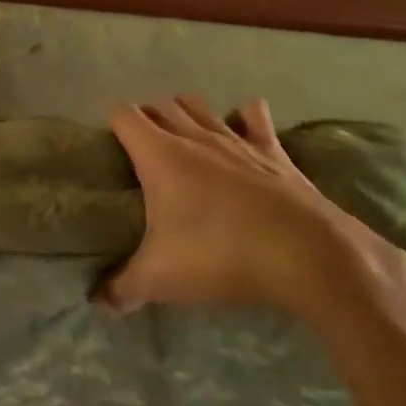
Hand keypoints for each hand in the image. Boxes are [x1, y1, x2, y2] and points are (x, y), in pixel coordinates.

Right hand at [100, 94, 405, 321]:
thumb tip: (99, 301)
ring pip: (201, 106)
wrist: (307, 255)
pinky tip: (241, 129)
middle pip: (161, 104)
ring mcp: (237, 139)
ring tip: (181, 138)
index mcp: (160, 154)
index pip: (124, 115)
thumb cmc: (220, 256)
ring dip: (186, 113)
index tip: (112, 151)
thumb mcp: (160, 279)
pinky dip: (243, 117)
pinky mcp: (274, 151)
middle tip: (141, 152)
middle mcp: (195, 136)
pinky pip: (254, 117)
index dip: (113, 126)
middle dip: (147, 119)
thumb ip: (122, 287)